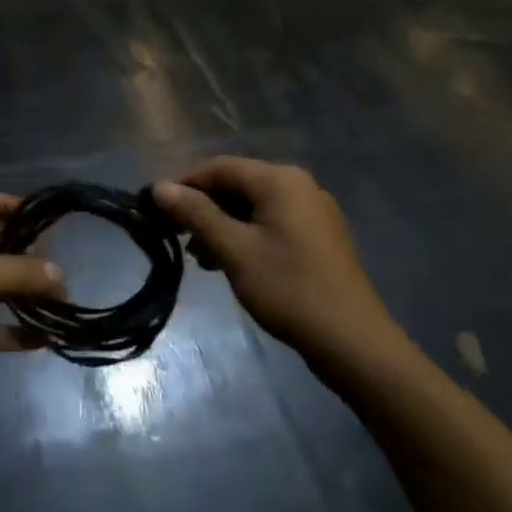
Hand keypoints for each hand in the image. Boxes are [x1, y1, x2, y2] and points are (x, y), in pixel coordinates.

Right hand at [153, 157, 407, 376]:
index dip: (183, 184)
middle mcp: (298, 185)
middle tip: (173, 234)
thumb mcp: (234, 250)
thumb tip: (159, 187)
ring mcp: (312, 211)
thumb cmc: (290, 290)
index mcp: (280, 179)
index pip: (218, 167)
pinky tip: (228, 262)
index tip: (155, 209)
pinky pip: (270, 222)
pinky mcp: (319, 237)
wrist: (355, 345)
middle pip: (236, 184)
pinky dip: (245, 235)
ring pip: (252, 205)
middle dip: (202, 207)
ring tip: (198, 256)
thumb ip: (196, 214)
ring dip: (221, 224)